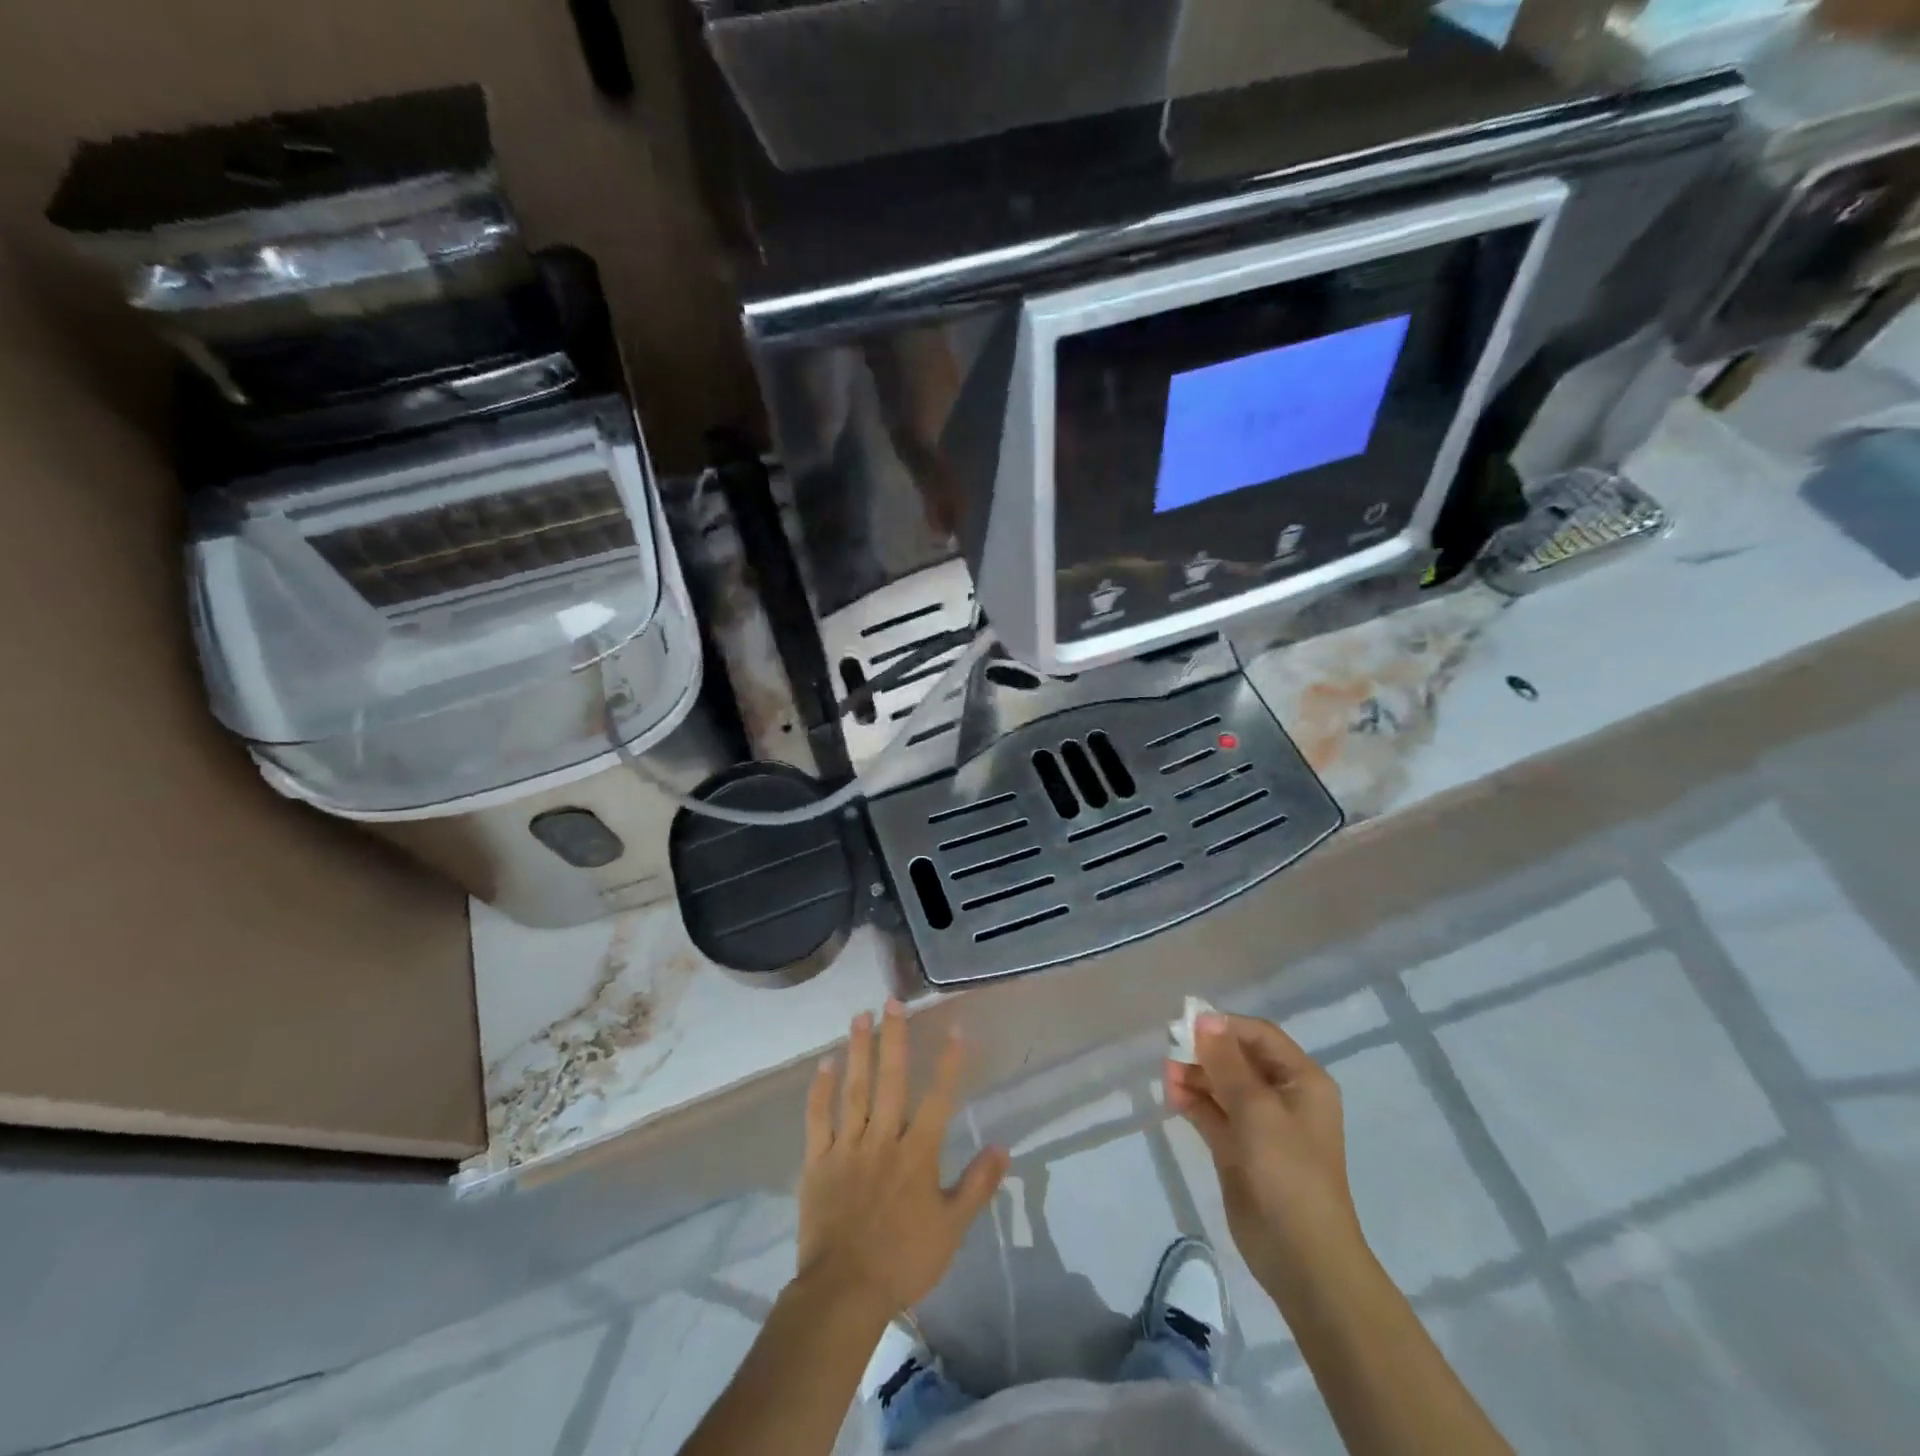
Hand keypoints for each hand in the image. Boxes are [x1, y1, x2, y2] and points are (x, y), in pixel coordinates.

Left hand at [797, 1001, 1008, 1320]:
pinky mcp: (817, 1162)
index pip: (938, 1099)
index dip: (949, 1063)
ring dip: (858, 1051)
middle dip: (894, 1038)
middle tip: (893, 1002)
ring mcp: (847, 1147)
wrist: (844, 1293)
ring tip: (859, 1016)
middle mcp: (883, 1139)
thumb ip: (977, 1185)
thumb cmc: (903, 1260)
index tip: (955, 1028)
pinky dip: (820, 1090)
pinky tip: (824, 1063)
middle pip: (890, 1080)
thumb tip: (1003, 1147)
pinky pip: (818, 1119)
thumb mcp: (952, 1229)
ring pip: (854, 1090)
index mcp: (917, 1153)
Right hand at [1165, 1013, 1366, 1299]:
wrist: (1302, 1260)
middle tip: (1170, 1052)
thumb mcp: (1257, 1110)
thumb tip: (1204, 1018)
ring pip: (1221, 1085)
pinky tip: (1172, 1097)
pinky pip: (1213, 1113)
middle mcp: (1283, 1096)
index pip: (1259, 1036)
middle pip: (1237, 1058)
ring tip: (1168, 1077)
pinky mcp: (1239, 1149)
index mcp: (1302, 1081)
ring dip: (1195, 1076)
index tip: (1186, 1026)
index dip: (1224, 1026)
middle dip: (1204, 1052)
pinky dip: (1193, 1102)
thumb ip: (1226, 1062)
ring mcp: (1260, 1125)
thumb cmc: (1288, 1173)